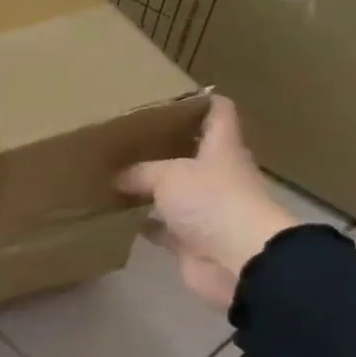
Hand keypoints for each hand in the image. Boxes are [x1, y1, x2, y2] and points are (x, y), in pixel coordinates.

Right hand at [115, 96, 301, 308]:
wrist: (240, 261)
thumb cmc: (212, 202)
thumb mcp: (169, 175)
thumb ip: (140, 171)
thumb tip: (118, 176)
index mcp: (221, 150)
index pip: (218, 114)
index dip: (201, 100)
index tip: (172, 95)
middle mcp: (216, 176)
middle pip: (192, 153)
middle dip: (163, 145)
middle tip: (127, 137)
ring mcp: (206, 210)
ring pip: (174, 192)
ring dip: (150, 187)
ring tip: (115, 175)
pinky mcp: (192, 241)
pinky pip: (163, 227)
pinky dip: (145, 222)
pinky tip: (120, 216)